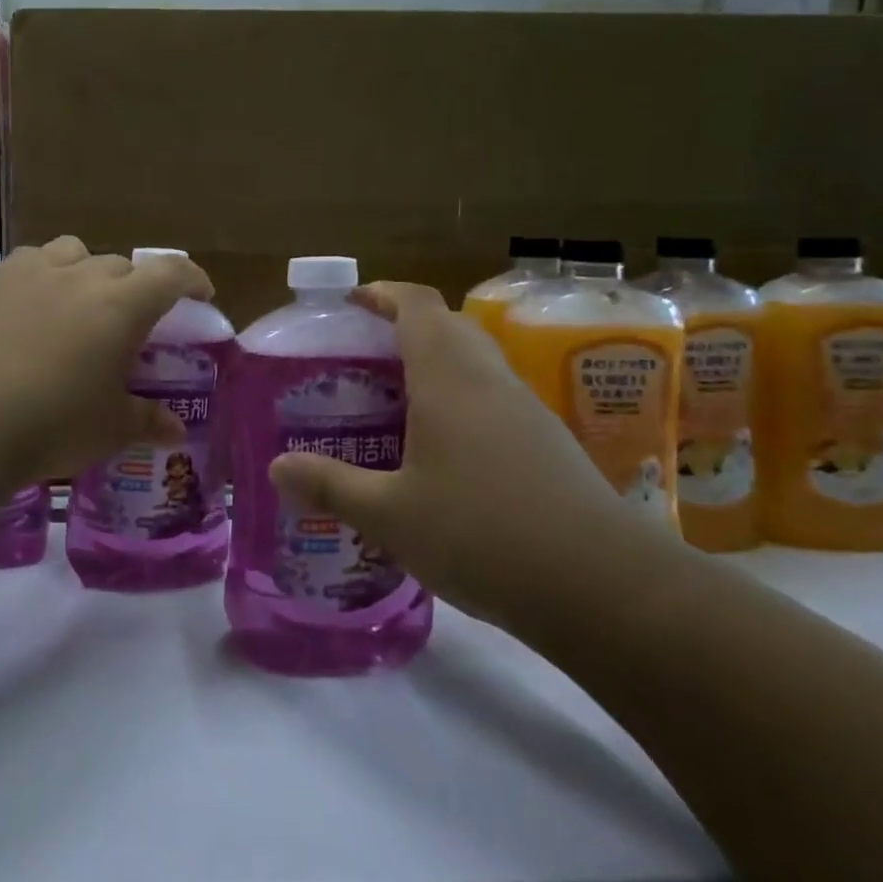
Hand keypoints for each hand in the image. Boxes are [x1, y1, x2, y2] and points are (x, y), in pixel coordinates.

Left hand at [0, 237, 213, 483]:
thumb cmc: (56, 424)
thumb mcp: (112, 428)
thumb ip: (148, 420)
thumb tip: (176, 431)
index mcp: (123, 306)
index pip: (171, 273)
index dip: (193, 278)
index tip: (201, 294)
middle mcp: (84, 278)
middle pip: (123, 266)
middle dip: (138, 288)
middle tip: (135, 322)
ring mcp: (37, 275)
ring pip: (77, 251)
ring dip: (90, 270)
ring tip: (84, 301)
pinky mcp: (0, 284)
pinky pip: (32, 259)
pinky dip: (45, 270)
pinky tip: (39, 296)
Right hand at [266, 281, 661, 626]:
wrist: (606, 588)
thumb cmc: (483, 534)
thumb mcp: (390, 515)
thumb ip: (331, 485)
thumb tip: (276, 468)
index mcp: (449, 378)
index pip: (416, 304)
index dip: (381, 293)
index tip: (349, 303)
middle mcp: (489, 380)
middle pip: (446, 326)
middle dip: (402, 328)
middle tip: (359, 358)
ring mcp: (526, 411)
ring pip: (473, 363)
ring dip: (432, 366)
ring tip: (390, 402)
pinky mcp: (548, 444)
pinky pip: (492, 398)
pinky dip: (458, 401)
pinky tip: (438, 451)